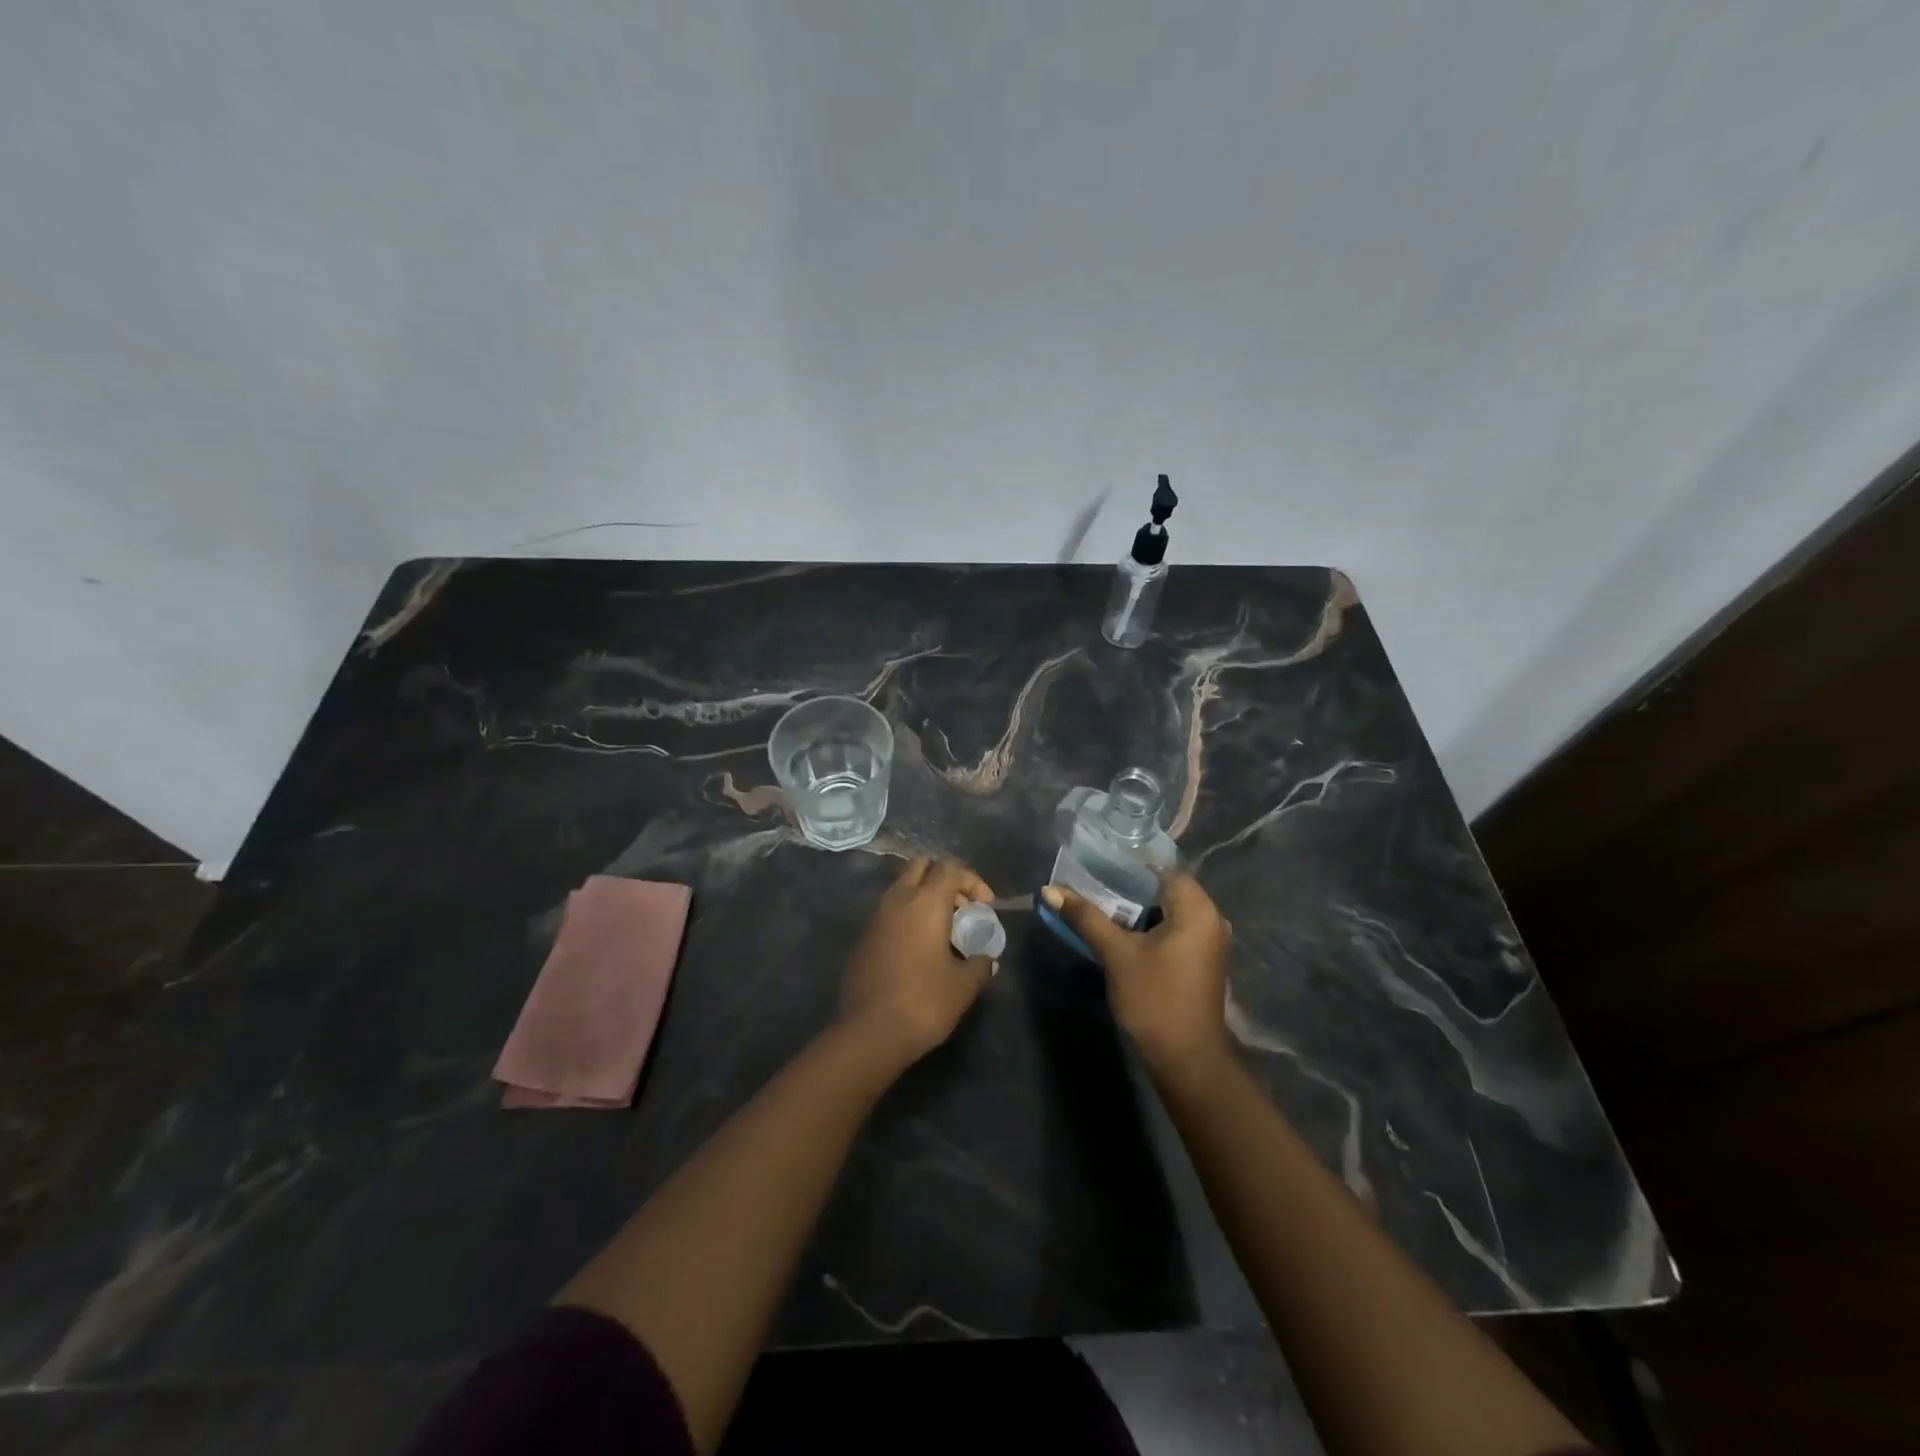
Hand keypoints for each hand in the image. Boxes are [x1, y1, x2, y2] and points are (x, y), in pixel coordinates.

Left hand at [839, 857, 997, 1067]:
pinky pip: (890, 912)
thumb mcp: (963, 986)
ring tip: (944, 929)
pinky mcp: (864, 937)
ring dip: (924, 897)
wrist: (869, 1032)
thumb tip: (987, 960)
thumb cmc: (924, 1001)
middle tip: (961, 907)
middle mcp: (898, 900)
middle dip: (944, 879)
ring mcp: (876, 917)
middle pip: (921, 866)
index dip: (973, 881)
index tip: (987, 906)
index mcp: (925, 902)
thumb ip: (980, 965)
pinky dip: (908, 916)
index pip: (951, 869)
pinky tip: (920, 948)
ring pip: (902, 888)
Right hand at [1041, 871, 1233, 1077]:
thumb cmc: (1155, 1000)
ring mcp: (1207, 941)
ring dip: (1134, 906)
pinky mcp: (1199, 960)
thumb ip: (1086, 917)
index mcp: (1198, 909)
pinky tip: (1116, 927)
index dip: (1129, 860)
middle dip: (1127, 883)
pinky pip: (1171, 928)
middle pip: (1164, 887)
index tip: (1096, 855)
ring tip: (1095, 897)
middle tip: (1088, 876)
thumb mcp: (1116, 955)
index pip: (1163, 866)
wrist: (1186, 1062)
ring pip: (1166, 910)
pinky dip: (1146, 924)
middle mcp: (1210, 919)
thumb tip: (1050, 889)